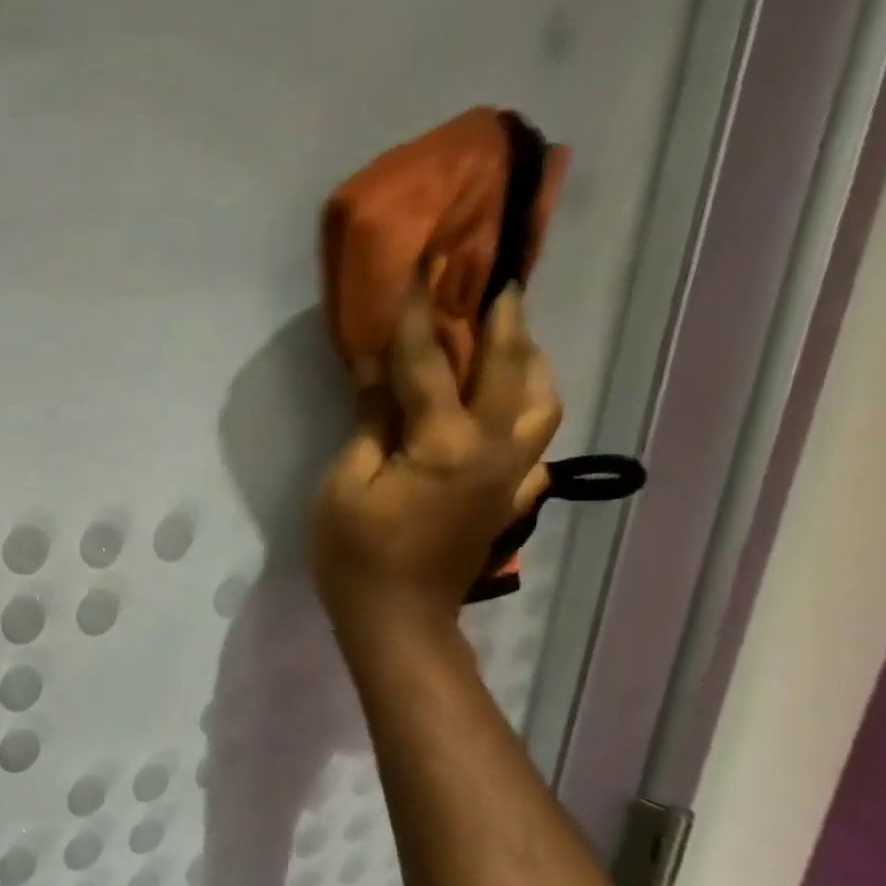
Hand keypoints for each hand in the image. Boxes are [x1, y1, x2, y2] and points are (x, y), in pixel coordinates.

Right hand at [310, 285, 561, 646]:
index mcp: (445, 444)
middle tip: (494, 281)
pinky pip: (537, 445)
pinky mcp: (513, 499)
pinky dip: (528, 416)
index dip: (421, 314)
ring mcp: (512, 476)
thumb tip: (379, 373)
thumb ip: (369, 424)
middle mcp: (494, 450)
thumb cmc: (355, 556)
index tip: (422, 266)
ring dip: (530, 362)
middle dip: (499, 319)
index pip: (431, 364)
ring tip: (511, 341)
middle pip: (509, 369)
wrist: (397, 619)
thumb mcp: (343, 487)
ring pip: (542, 402)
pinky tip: (511, 414)